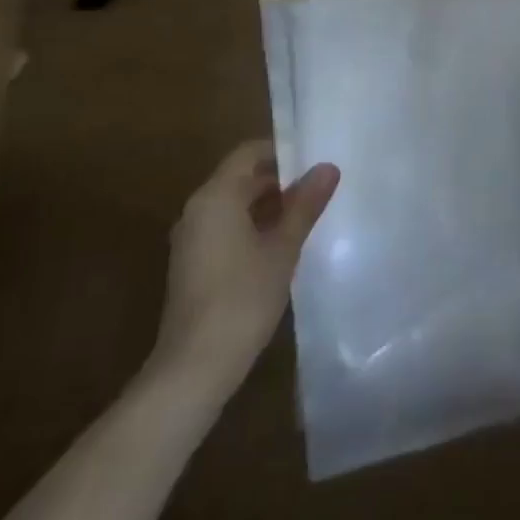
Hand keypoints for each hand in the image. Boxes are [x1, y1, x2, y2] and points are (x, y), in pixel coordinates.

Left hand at [150, 141, 339, 384]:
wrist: (194, 367)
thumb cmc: (243, 298)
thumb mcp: (283, 248)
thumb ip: (304, 205)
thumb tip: (328, 167)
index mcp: (216, 196)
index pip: (249, 153)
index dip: (282, 152)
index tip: (314, 161)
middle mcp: (198, 209)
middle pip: (240, 178)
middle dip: (279, 181)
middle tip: (319, 190)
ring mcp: (192, 238)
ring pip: (233, 205)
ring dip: (268, 206)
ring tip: (307, 217)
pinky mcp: (192, 264)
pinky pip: (225, 228)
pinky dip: (252, 227)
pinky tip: (281, 247)